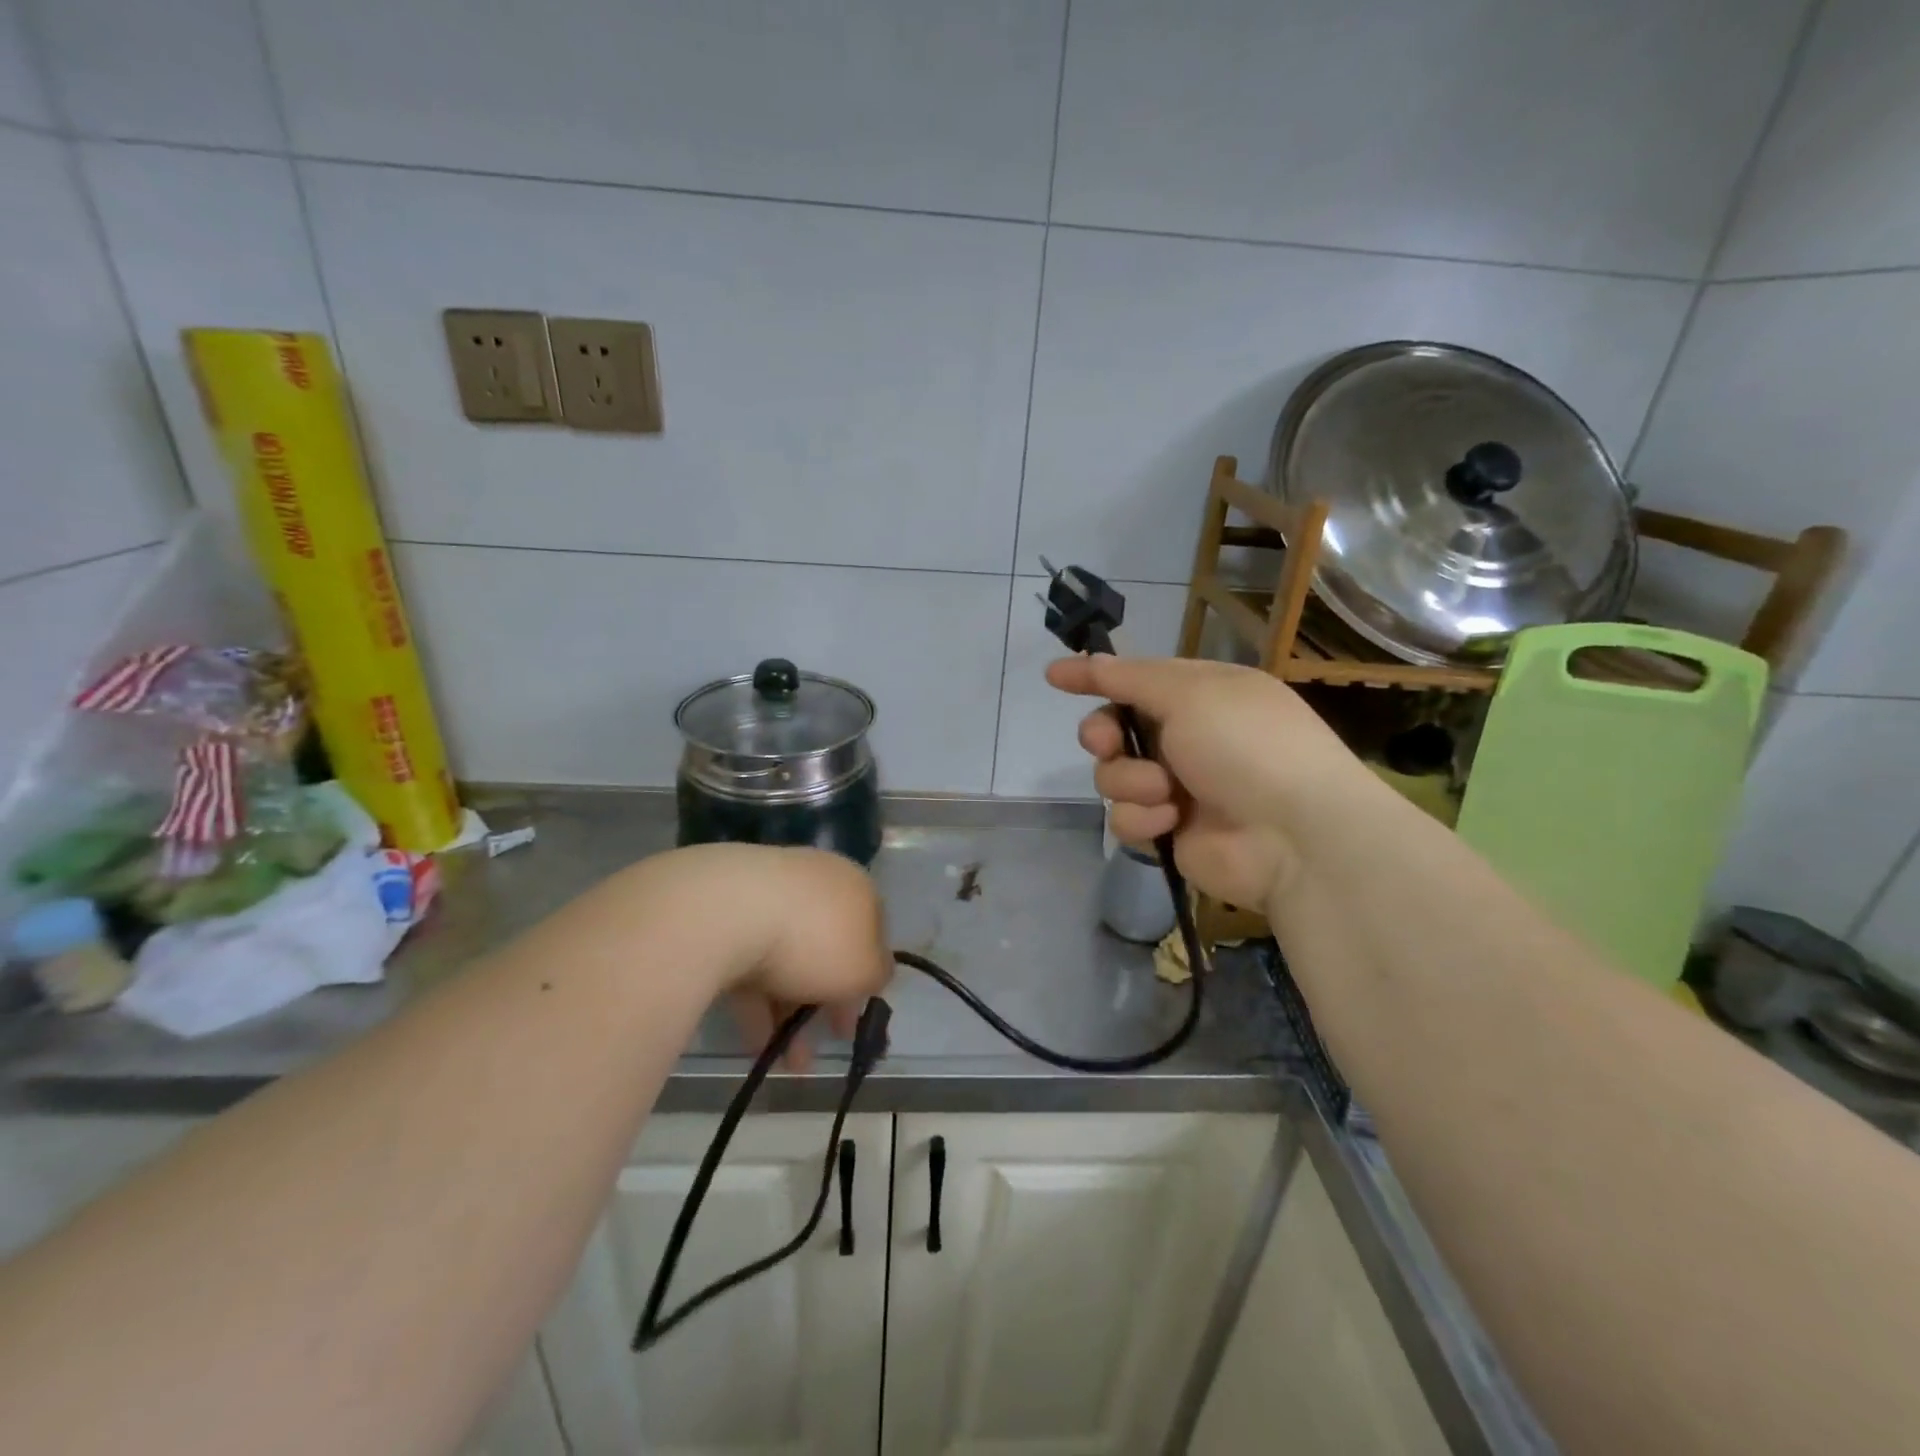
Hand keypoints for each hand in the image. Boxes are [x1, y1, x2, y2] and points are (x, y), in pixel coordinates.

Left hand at [627, 843, 892, 1070]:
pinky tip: (757, 1047)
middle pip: (826, 947)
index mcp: (854, 885)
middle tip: (827, 1042)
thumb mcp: (864, 967)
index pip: (871, 930)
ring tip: (789, 1065)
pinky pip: (748, 964)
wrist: (725, 913)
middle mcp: (813, 883)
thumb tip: (874, 972)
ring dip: (791, 1013)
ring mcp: (765, 895)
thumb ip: (878, 973)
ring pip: (786, 960)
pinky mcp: (723, 916)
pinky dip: (756, 1005)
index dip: (868, 977)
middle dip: (827, 1001)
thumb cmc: (813, 938)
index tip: (860, 1017)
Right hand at [1045, 655, 1375, 910]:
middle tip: (1108, 742)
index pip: (1136, 679)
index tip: (1054, 676)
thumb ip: (1128, 678)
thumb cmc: (1246, 746)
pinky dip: (1143, 818)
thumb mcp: (1189, 694)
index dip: (1097, 677)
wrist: (1294, 836)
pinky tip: (1170, 821)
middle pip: (1115, 729)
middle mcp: (1189, 737)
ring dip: (1131, 781)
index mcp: (1202, 695)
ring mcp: (1179, 786)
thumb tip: (1079, 661)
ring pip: (1114, 775)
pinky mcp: (1169, 830)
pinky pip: (1126, 817)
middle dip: (1104, 735)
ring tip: (1165, 792)